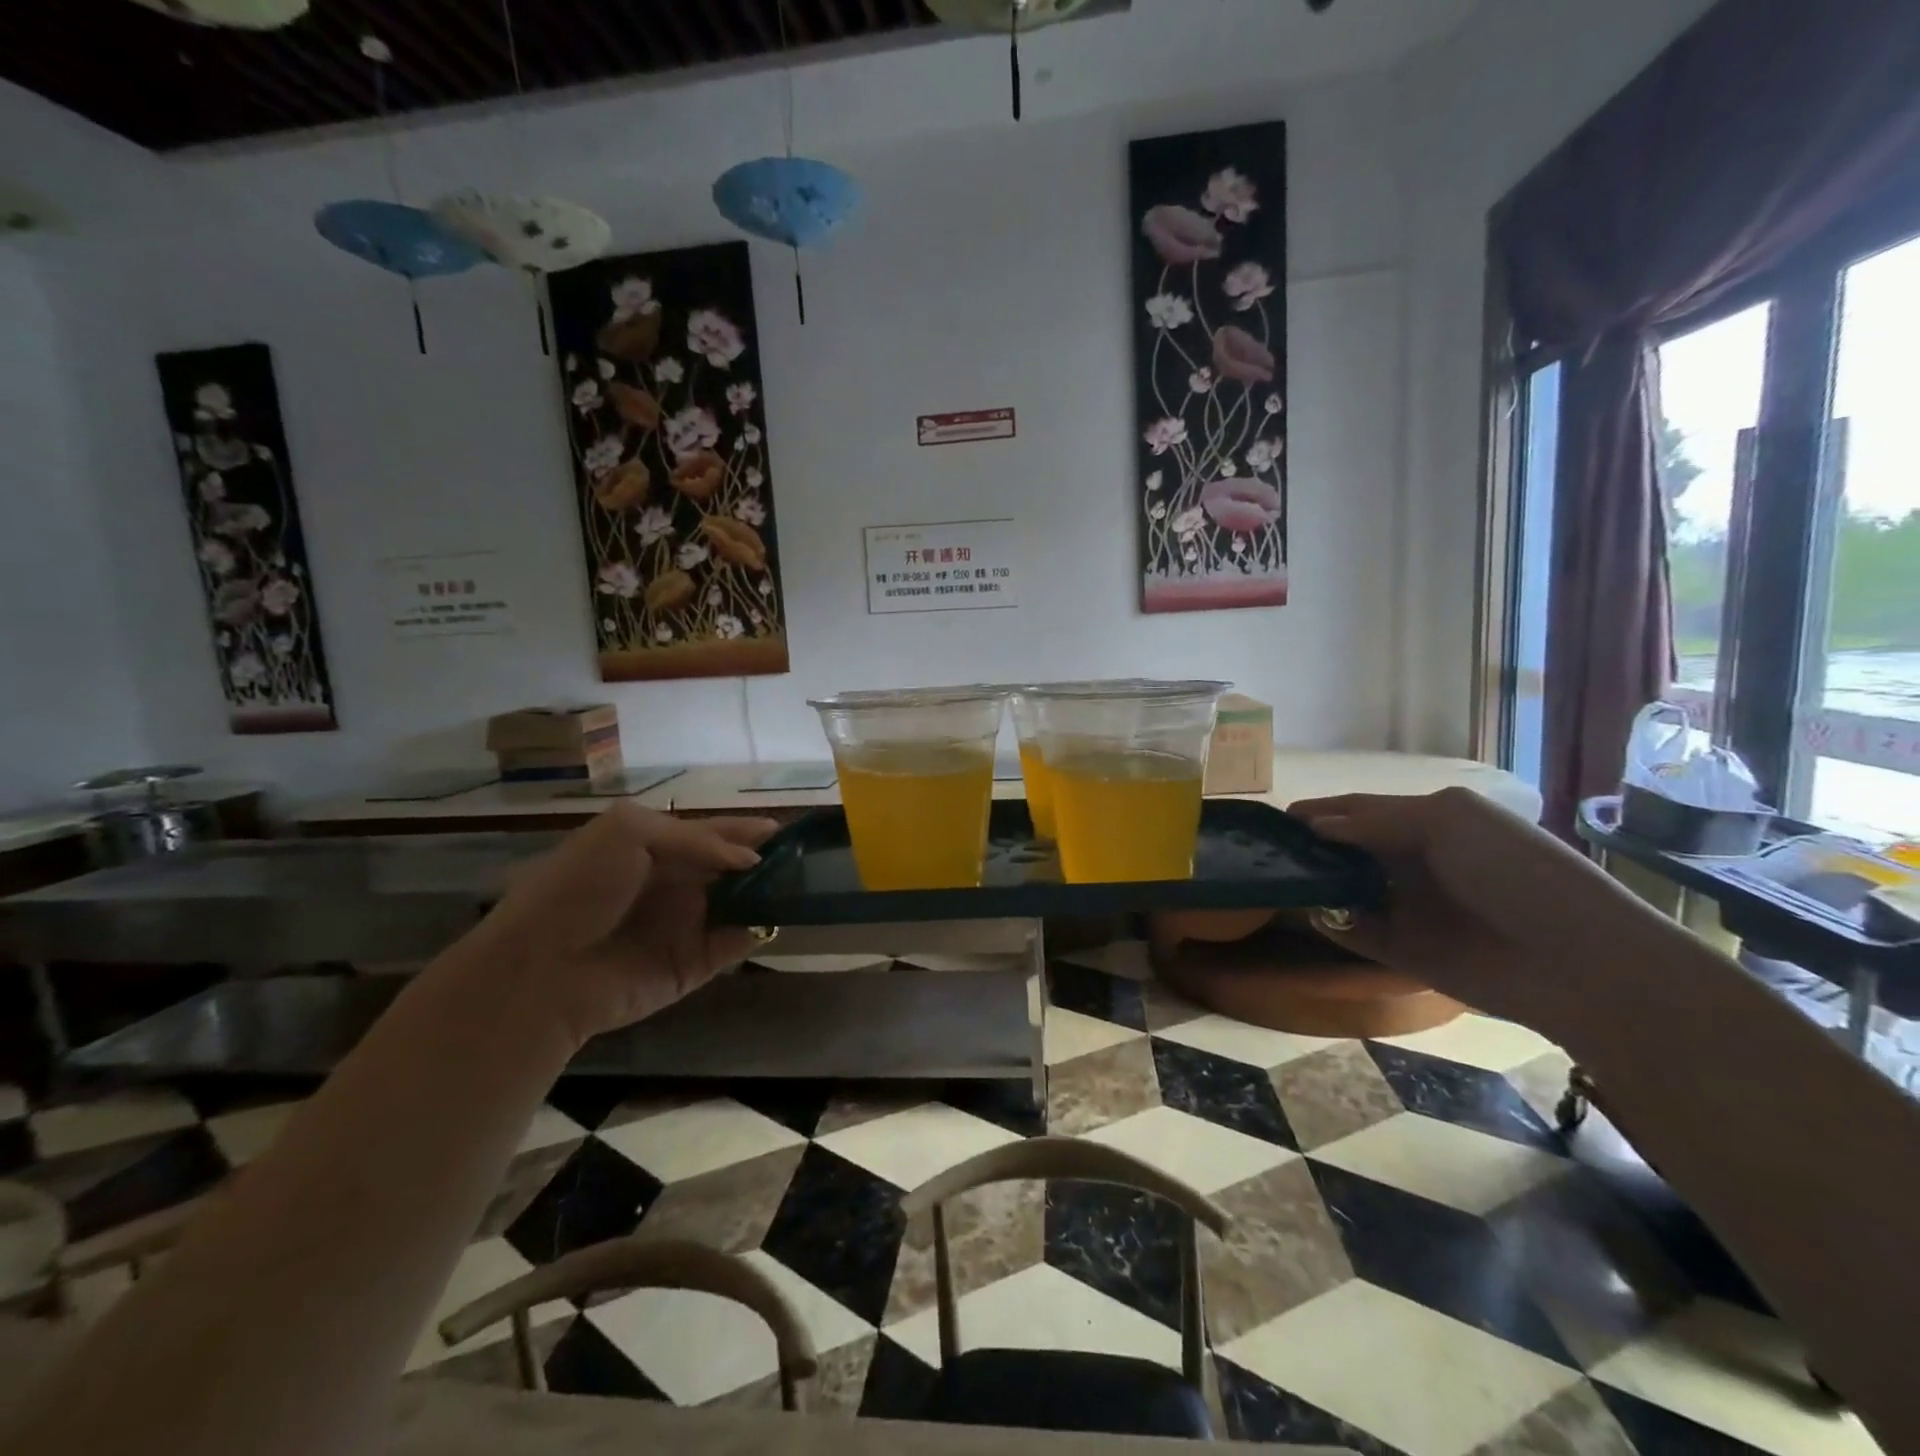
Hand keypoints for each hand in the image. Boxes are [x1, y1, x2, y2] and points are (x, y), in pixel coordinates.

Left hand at [459, 804, 779, 1047]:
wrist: (542, 969)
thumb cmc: (581, 888)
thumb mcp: (630, 833)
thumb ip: (696, 839)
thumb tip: (749, 860)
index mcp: (656, 848)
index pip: (714, 833)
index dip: (747, 830)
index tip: (787, 829)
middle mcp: (676, 884)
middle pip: (733, 868)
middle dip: (768, 860)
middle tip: (808, 856)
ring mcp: (687, 925)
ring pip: (741, 903)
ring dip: (770, 894)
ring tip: (807, 883)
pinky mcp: (694, 964)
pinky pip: (736, 943)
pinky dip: (759, 930)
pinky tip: (780, 917)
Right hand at [1294, 787, 1686, 1035]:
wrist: (1576, 961)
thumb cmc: (1515, 873)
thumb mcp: (1447, 823)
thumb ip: (1375, 820)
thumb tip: (1314, 826)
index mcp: (1428, 822)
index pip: (1360, 810)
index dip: (1320, 811)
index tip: (1276, 816)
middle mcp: (1412, 861)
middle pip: (1346, 849)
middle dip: (1309, 847)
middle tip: (1266, 849)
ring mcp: (1406, 907)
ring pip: (1343, 890)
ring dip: (1314, 884)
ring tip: (1278, 879)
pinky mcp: (1402, 950)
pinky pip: (1352, 931)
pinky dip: (1330, 922)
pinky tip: (1316, 913)